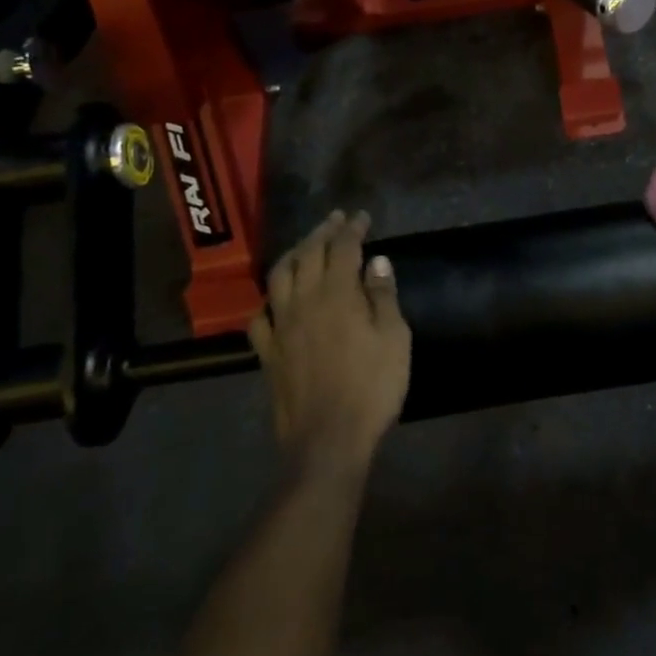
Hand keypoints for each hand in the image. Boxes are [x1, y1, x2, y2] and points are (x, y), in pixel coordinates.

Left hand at [248, 210, 411, 471]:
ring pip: (279, 277)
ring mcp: (281, 327)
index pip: (343, 248)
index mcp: (338, 294)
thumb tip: (376, 261)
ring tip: (306, 247)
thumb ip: (383, 296)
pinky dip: (270, 299)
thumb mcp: (394, 338)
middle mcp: (303, 301)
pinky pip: (260, 317)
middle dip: (322, 232)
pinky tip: (277, 300)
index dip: (352, 228)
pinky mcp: (267, 353)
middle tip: (335, 220)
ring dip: (294, 255)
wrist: (328, 440)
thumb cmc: (372, 387)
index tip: (361, 216)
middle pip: (308, 254)